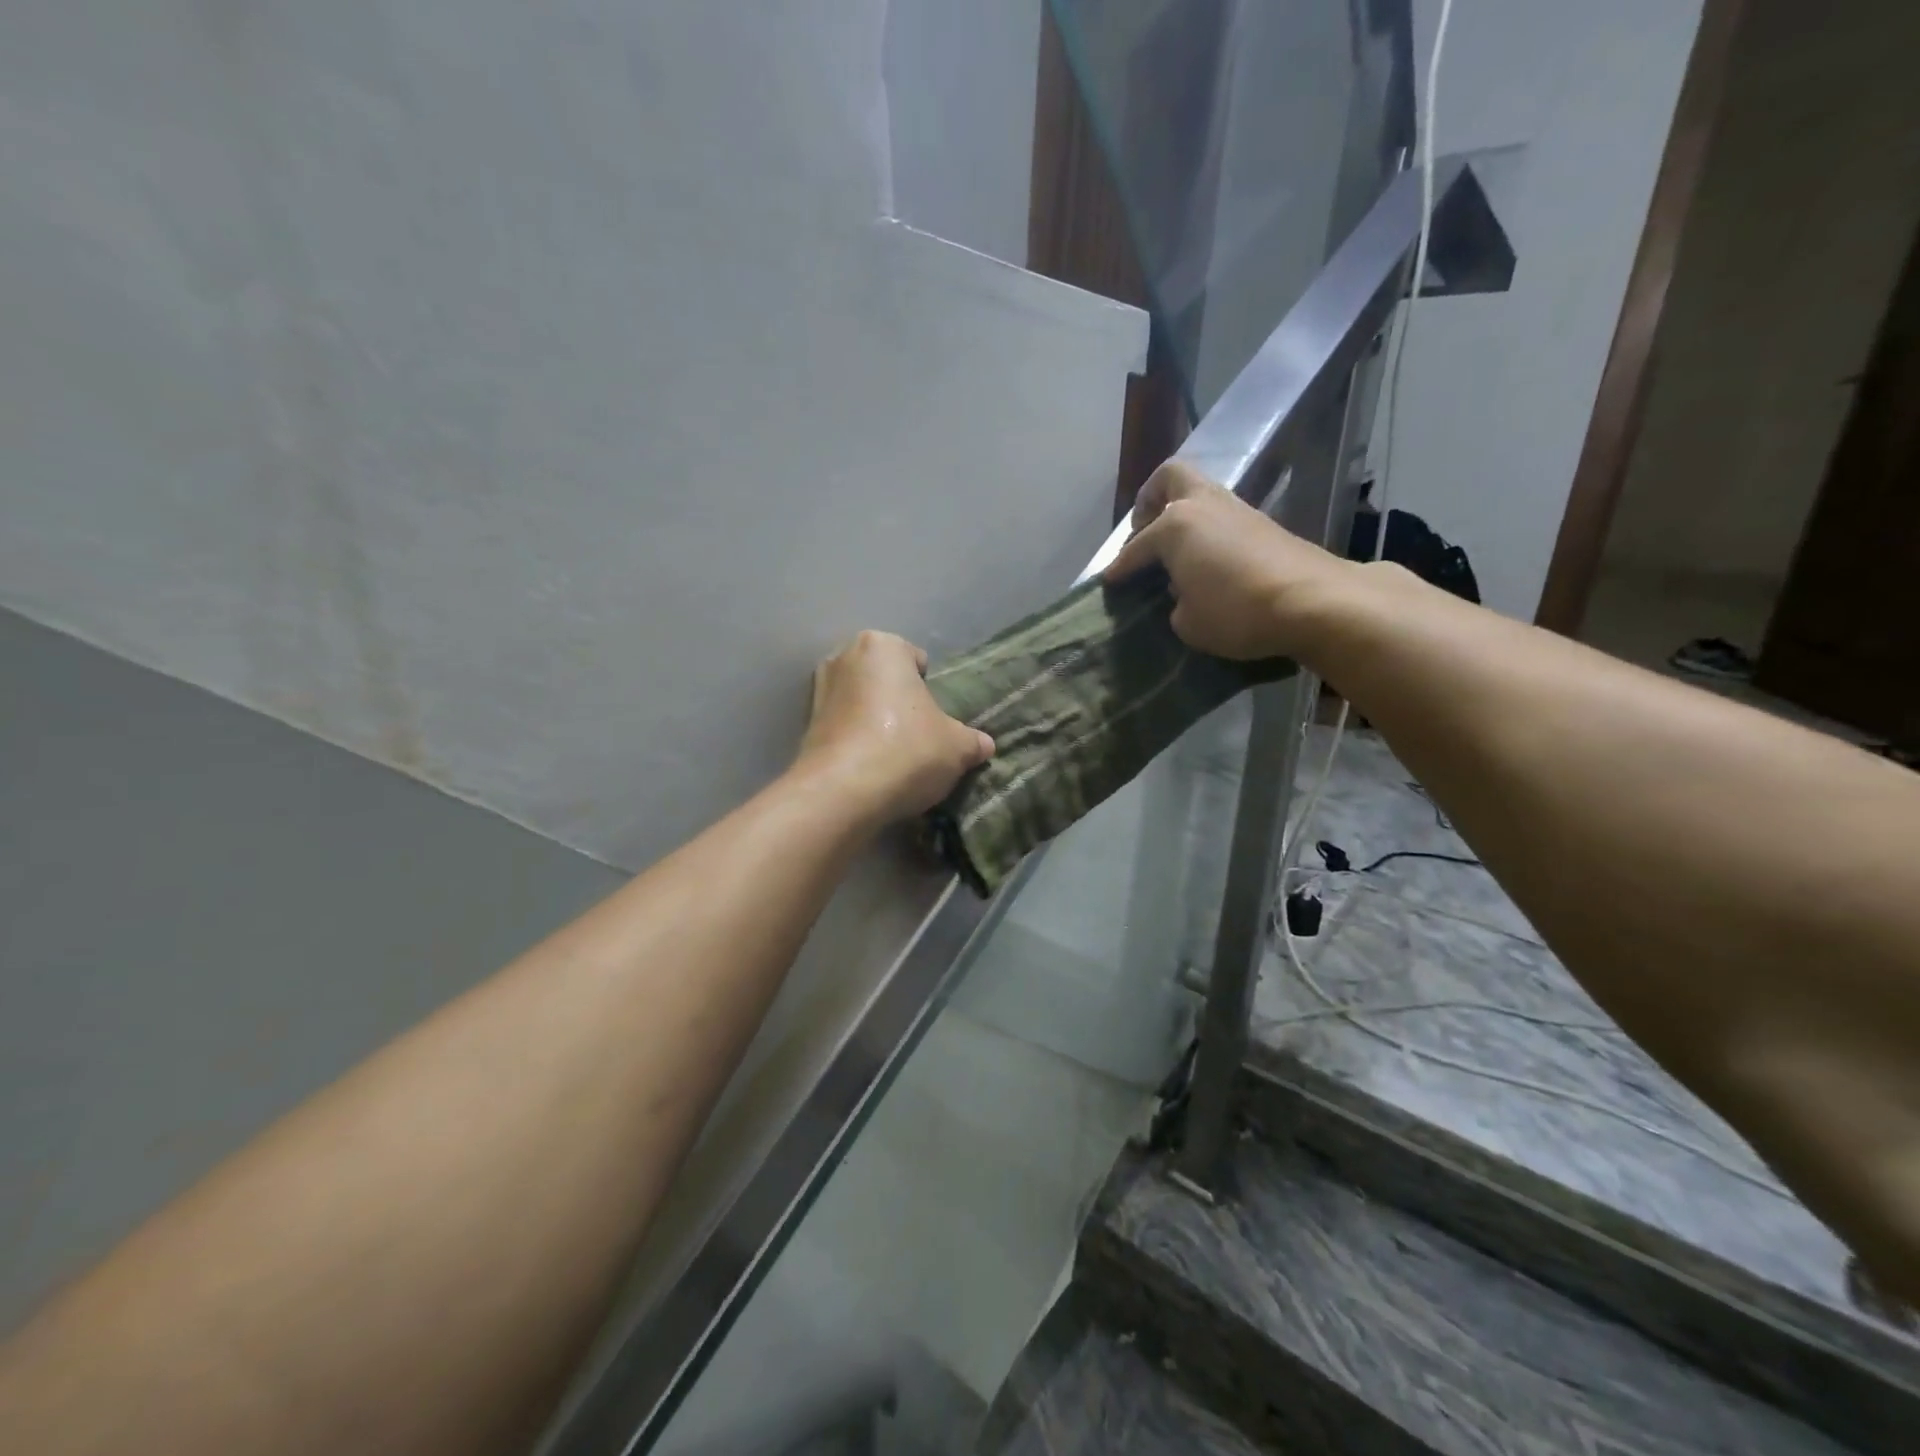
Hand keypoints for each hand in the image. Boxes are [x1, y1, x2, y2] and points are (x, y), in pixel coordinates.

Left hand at [797, 631, 995, 823]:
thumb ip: (972, 741)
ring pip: (860, 703)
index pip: (915, 659)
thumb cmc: (906, 750)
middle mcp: (844, 657)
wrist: (842, 793)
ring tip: (893, 755)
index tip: (935, 718)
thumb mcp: (957, 747)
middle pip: (884, 679)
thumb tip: (983, 745)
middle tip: (917, 735)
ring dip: (874, 722)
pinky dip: (855, 742)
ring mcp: (818, 691)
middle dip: (898, 701)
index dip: (929, 688)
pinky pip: (842, 728)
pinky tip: (870, 768)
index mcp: (882, 646)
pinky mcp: (804, 727)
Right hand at [1103, 461, 1354, 660]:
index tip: (1109, 581)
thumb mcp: (1188, 622)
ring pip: (1199, 496)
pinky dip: (1206, 533)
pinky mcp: (1263, 524)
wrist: (1312, 601)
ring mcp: (1236, 510)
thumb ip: (1175, 603)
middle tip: (1144, 532)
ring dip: (1182, 517)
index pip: (1136, 547)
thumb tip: (1183, 592)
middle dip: (1151, 500)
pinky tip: (1206, 563)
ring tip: (1174, 554)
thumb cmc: (1236, 610)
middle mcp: (1202, 505)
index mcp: (1175, 525)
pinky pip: (1220, 518)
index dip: (1119, 567)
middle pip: (1170, 478)